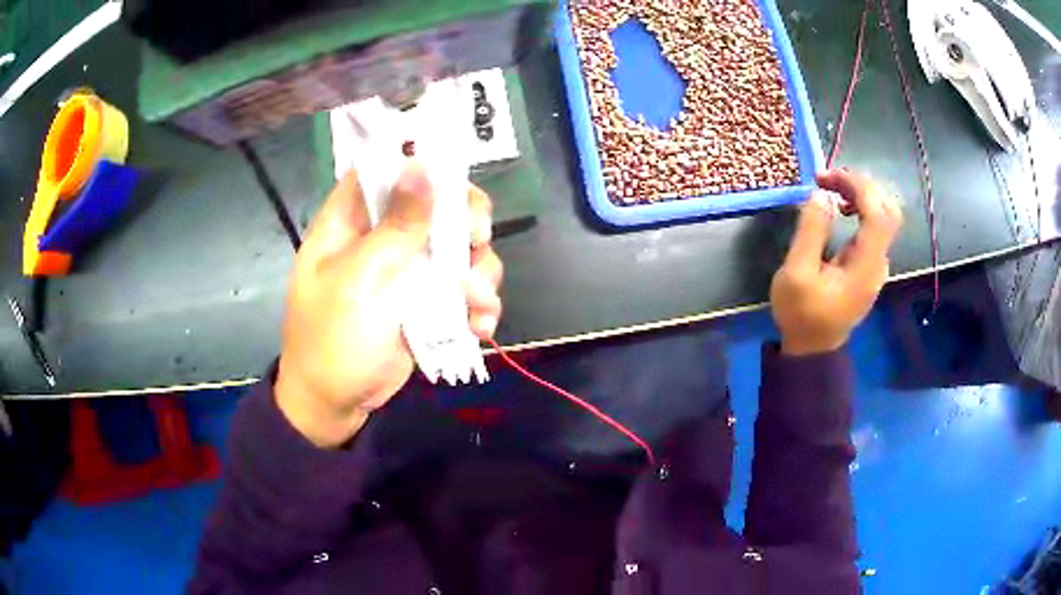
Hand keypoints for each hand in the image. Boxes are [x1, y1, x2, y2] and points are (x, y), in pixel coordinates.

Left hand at [275, 165, 502, 447]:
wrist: (337, 403)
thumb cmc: (332, 338)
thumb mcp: (359, 280)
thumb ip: (395, 226)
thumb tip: (423, 165)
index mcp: (353, 220)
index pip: (388, 169)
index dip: (423, 164)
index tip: (455, 179)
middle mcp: (384, 236)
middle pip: (438, 204)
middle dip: (466, 221)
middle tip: (478, 240)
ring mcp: (409, 271)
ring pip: (461, 248)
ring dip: (480, 272)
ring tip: (476, 303)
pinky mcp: (428, 302)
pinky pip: (465, 290)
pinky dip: (479, 306)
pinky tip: (479, 328)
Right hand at [770, 169, 901, 355]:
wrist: (812, 349)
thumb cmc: (802, 314)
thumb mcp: (796, 274)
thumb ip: (811, 232)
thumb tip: (821, 195)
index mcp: (865, 265)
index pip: (878, 213)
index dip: (857, 186)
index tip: (825, 178)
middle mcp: (878, 262)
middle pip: (888, 210)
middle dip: (861, 186)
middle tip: (830, 180)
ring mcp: (877, 265)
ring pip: (884, 215)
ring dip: (861, 194)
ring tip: (831, 190)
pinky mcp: (870, 266)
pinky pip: (875, 227)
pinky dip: (861, 208)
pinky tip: (841, 209)